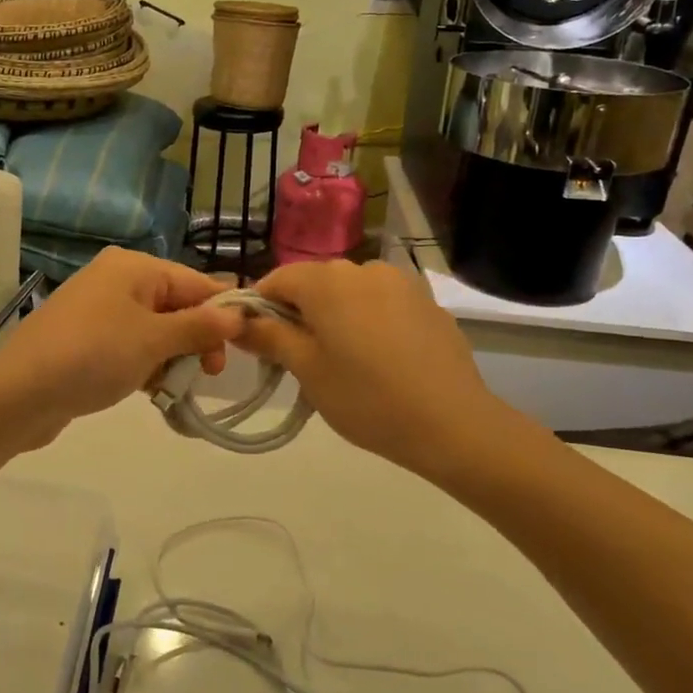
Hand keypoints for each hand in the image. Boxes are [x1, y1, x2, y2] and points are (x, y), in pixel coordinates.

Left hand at [0, 249, 244, 452]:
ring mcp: (100, 311)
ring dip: (172, 358)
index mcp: (134, 268)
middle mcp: (118, 281)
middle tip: (208, 374)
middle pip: (177, 306)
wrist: (20, 393)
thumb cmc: (93, 355)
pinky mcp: (88, 341)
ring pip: (156, 331)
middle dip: (196, 339)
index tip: (246, 347)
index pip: (195, 282)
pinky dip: (147, 366)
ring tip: (174, 388)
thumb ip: (199, 326)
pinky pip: (132, 347)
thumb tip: (238, 313)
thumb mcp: (153, 340)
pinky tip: (152, 391)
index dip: (223, 312)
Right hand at [236, 259, 511, 477]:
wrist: (454, 424)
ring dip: (335, 317)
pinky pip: (381, 304)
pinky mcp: (427, 303)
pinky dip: (368, 322)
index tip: (257, 343)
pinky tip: (380, 361)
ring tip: (342, 362)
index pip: (276, 279)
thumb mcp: (307, 370)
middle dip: (298, 314)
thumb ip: (269, 337)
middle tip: (297, 360)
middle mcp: (363, 268)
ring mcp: (400, 283)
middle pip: (314, 283)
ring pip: (349, 293)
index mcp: (328, 280)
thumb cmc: (367, 398)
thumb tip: (238, 321)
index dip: (258, 307)